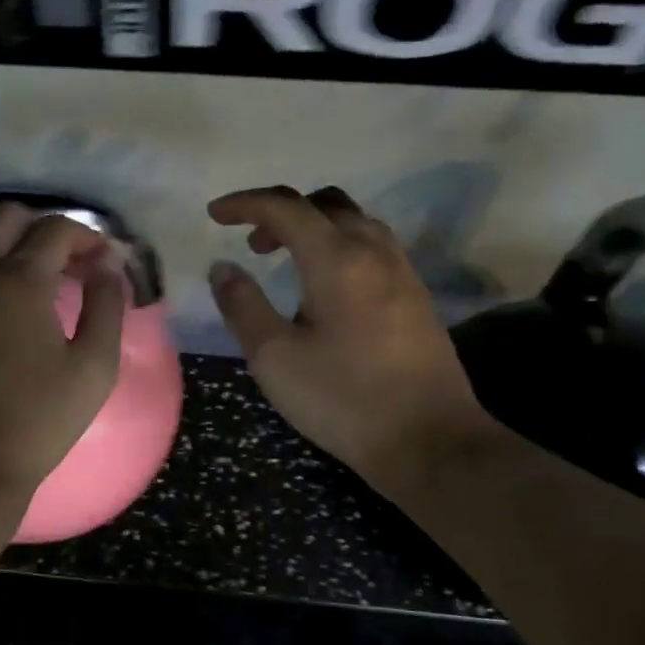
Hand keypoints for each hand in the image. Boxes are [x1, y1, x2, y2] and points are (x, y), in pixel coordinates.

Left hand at [0, 204, 125, 499]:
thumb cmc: (40, 420)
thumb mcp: (95, 366)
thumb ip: (107, 305)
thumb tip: (109, 264)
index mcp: (22, 282)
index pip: (56, 230)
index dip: (85, 236)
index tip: (99, 260)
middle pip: (3, 217)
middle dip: (37, 227)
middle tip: (58, 259)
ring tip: (6, 266)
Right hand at [207, 186, 492, 487]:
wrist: (430, 440)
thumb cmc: (343, 398)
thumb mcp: (274, 357)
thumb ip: (243, 305)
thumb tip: (223, 267)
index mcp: (336, 258)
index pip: (285, 207)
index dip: (245, 204)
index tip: (214, 215)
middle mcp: (374, 251)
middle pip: (325, 204)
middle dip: (281, 212)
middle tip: (252, 242)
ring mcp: (402, 272)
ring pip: (354, 222)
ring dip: (314, 227)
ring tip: (285, 261)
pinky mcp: (416, 296)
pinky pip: (372, 247)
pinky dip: (339, 247)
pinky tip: (325, 288)